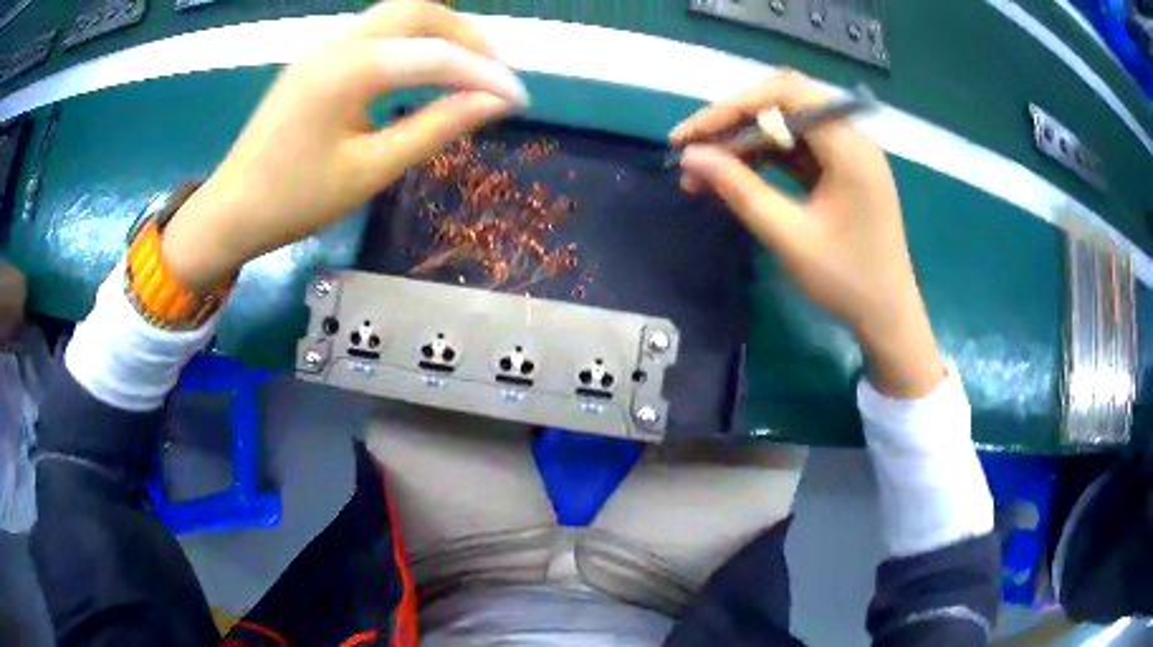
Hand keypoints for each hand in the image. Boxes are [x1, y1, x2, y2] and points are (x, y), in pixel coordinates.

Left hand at [161, 0, 527, 290]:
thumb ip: (435, 128)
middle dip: (466, 36)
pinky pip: (376, 34)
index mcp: (349, 70)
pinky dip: (412, 43)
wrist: (231, 210)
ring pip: (397, 16)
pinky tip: (424, 71)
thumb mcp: (370, 170)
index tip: (519, 100)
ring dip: (440, 34)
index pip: (436, 56)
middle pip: (419, 11)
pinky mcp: (317, 59)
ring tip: (469, 70)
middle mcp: (338, 43)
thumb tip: (493, 103)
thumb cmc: (295, 200)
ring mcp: (324, 46)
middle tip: (496, 73)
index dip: (485, 75)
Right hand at [670, 71, 943, 397]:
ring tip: (706, 170)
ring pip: (787, 125)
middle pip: (784, 103)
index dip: (730, 108)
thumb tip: (691, 157)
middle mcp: (851, 137)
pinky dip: (765, 156)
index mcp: (849, 146)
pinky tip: (738, 175)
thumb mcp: (789, 236)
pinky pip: (798, 148)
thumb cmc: (846, 281)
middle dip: (734, 122)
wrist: (888, 317)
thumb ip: (740, 189)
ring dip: (746, 141)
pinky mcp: (843, 170)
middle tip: (694, 151)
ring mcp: (848, 153)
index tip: (688, 137)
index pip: (784, 96)